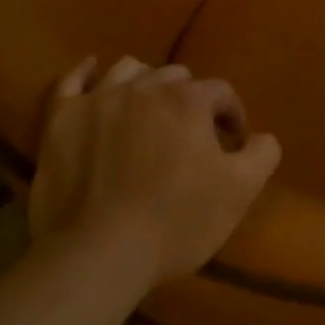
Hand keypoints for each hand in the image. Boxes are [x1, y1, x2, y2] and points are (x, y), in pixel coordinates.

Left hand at [29, 57, 280, 287]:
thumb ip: (262, 154)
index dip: (230, 115)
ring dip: (144, 83)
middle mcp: (144, 87)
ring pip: (128, 71)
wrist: (98, 254)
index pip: (220, 92)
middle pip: (175, 78)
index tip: (231, 144)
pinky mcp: (61, 120)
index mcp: (188, 100)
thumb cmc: (175, 222)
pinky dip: (83, 73)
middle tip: (189, 135)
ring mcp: (98, 100)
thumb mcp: (239, 192)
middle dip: (188, 100)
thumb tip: (262, 136)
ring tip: (147, 109)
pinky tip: (90, 70)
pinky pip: (70, 81)